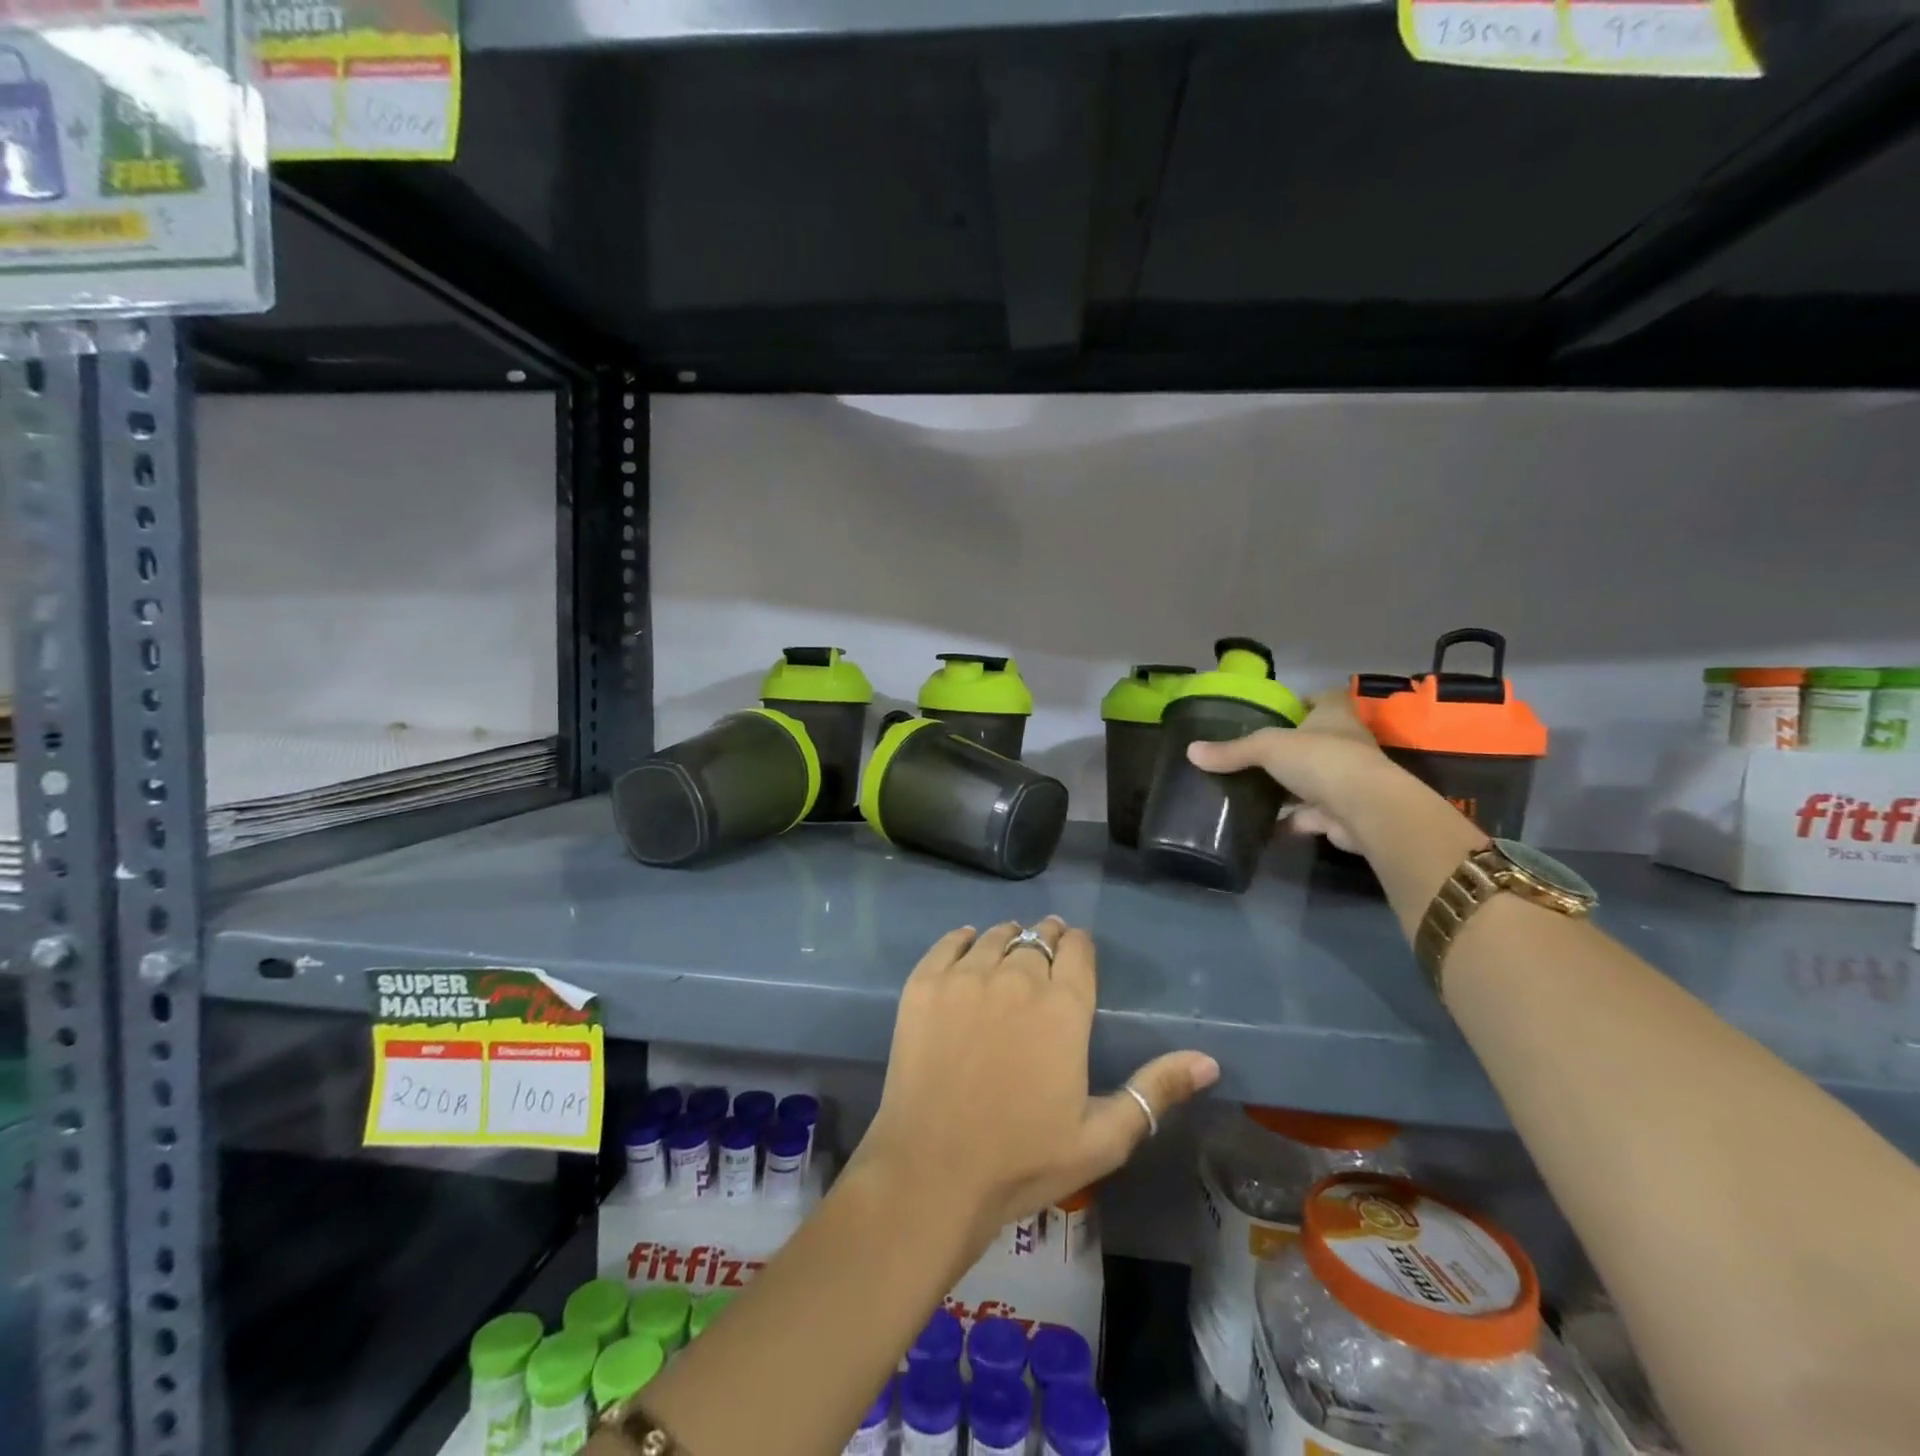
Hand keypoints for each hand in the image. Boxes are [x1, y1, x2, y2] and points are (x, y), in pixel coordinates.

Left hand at [855, 918, 1217, 1249]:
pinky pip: (949, 942)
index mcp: (1064, 1008)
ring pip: (995, 935)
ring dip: (1008, 938)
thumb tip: (1209, 1060)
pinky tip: (969, 948)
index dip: (1078, 946)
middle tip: (1043, 954)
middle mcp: (1017, 977)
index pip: (1077, 949)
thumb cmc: (1023, 1160)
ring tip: (1009, 951)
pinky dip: (964, 940)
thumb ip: (1156, 1091)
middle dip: (1046, 940)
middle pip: (1037, 937)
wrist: (933, 1172)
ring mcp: (965, 977)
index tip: (1076, 953)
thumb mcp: (1103, 1137)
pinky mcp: (924, 984)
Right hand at [1185, 691, 1401, 852]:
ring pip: (1312, 780)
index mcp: (1334, 717)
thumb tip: (1191, 752)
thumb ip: (1231, 751)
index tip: (1278, 710)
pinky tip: (1261, 826)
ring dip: (1287, 788)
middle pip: (1315, 741)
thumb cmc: (1321, 760)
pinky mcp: (1342, 814)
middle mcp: (1346, 744)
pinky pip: (1309, 816)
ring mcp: (1347, 781)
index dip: (1305, 700)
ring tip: (1250, 790)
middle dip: (1289, 749)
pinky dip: (1288, 821)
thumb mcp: (1266, 747)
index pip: (1324, 698)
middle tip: (1252, 754)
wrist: (1365, 810)